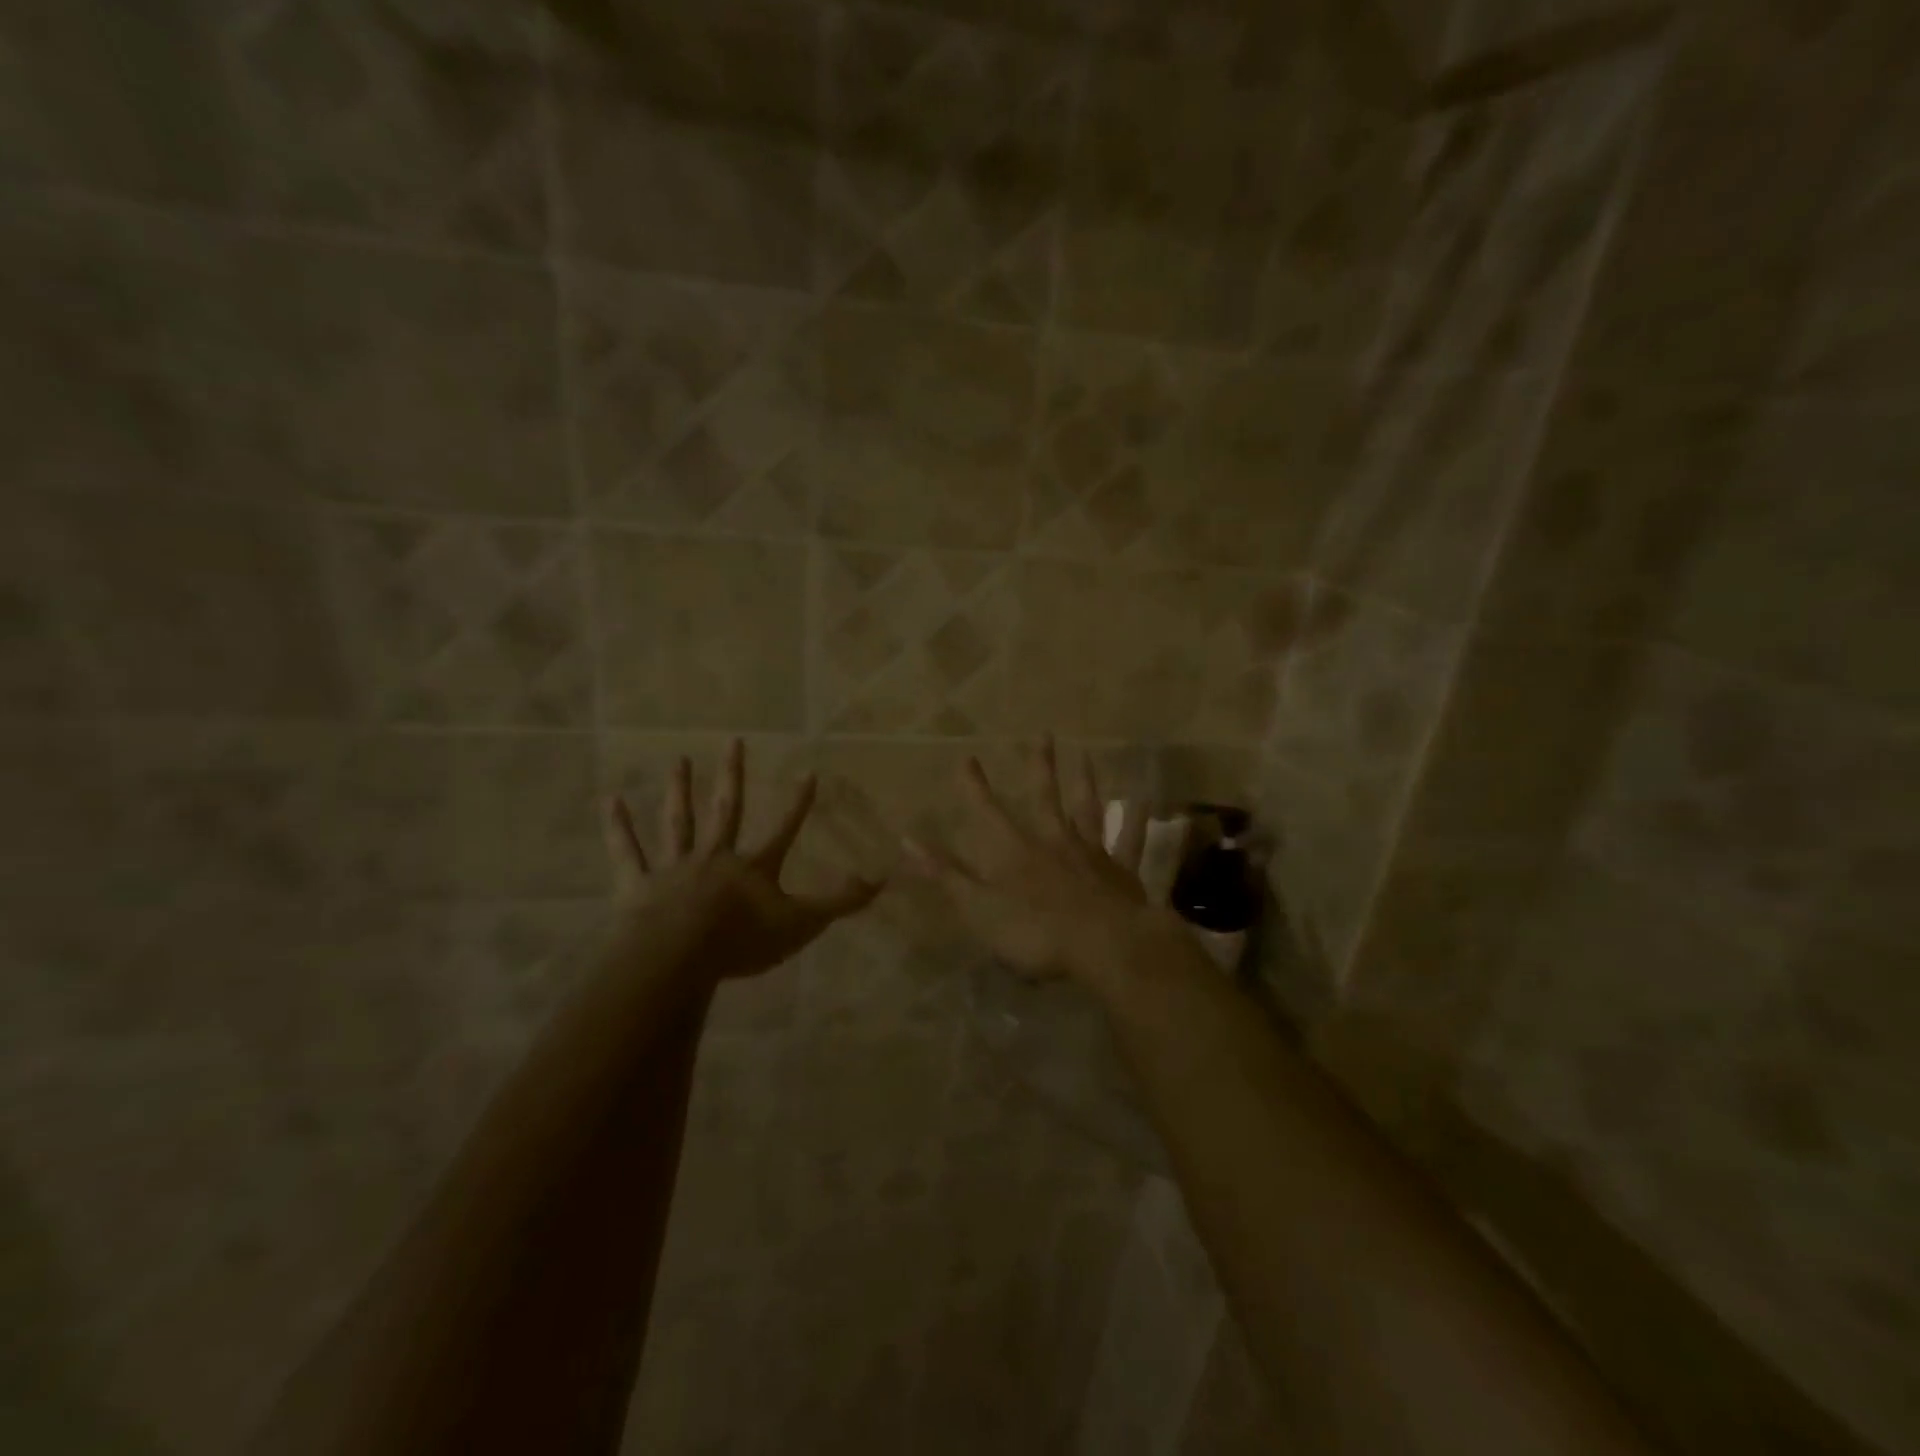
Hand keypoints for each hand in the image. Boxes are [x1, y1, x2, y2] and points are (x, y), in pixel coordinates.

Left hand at [603, 740, 882, 983]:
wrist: (678, 957)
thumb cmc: (741, 941)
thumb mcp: (801, 924)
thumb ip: (839, 903)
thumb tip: (881, 880)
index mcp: (752, 867)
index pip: (783, 828)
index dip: (798, 803)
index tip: (809, 772)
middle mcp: (714, 856)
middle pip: (725, 810)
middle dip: (732, 776)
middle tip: (734, 741)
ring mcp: (674, 867)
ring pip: (678, 822)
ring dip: (679, 790)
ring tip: (679, 760)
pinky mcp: (638, 885)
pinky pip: (626, 852)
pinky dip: (619, 827)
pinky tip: (610, 800)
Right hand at [905, 736, 1190, 987]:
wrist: (1103, 946)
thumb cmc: (1035, 932)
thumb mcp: (978, 909)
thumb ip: (945, 875)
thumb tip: (906, 841)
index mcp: (1015, 852)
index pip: (988, 812)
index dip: (975, 786)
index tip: (967, 756)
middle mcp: (1053, 841)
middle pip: (1045, 797)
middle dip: (1040, 766)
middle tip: (1044, 733)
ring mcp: (1090, 853)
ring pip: (1088, 809)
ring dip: (1086, 781)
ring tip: (1087, 754)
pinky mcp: (1121, 872)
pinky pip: (1130, 841)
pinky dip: (1136, 821)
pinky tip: (1143, 802)